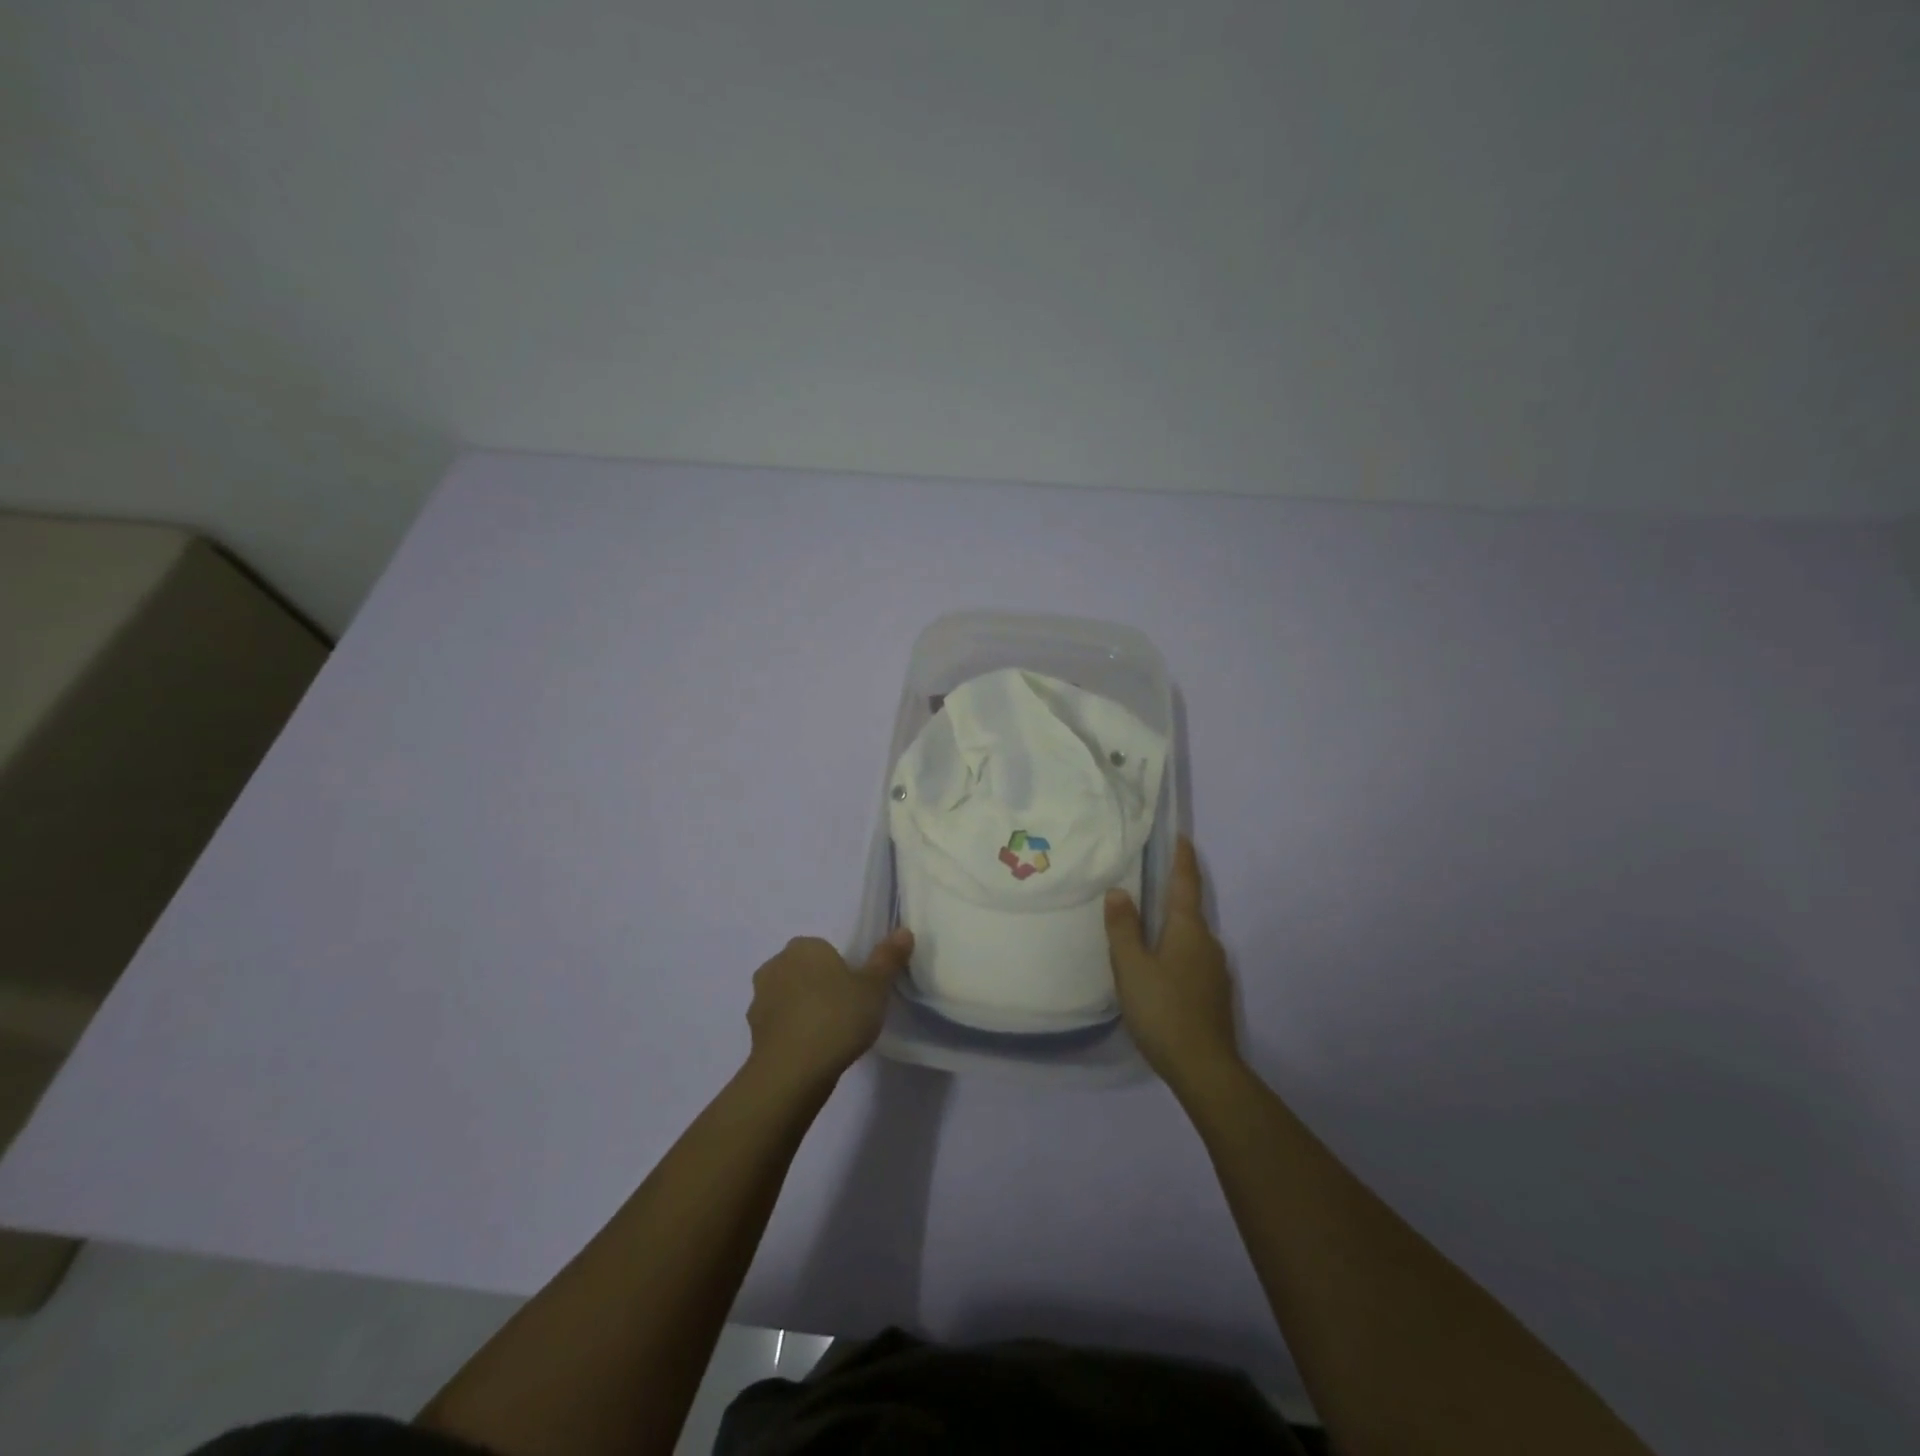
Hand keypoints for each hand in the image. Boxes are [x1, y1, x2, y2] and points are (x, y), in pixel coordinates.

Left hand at [744, 929, 912, 1094]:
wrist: (792, 1072)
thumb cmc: (837, 1018)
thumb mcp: (875, 987)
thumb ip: (888, 958)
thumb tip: (903, 931)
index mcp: (804, 947)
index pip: (824, 950)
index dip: (842, 969)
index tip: (857, 992)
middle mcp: (776, 965)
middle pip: (804, 971)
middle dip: (820, 986)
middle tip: (846, 1011)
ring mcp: (759, 999)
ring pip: (789, 997)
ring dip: (803, 1009)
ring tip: (830, 1035)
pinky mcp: (752, 1032)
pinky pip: (779, 1024)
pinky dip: (792, 1032)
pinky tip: (812, 1051)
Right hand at [1105, 836, 1240, 1093]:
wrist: (1205, 1069)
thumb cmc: (1163, 1010)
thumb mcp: (1131, 967)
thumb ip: (1123, 927)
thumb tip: (1119, 891)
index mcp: (1189, 929)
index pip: (1186, 882)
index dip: (1182, 857)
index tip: (1179, 835)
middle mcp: (1208, 942)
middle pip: (1189, 908)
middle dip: (1171, 892)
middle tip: (1145, 880)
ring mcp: (1215, 970)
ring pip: (1190, 936)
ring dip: (1170, 925)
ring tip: (1144, 926)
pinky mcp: (1214, 993)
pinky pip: (1192, 958)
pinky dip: (1175, 950)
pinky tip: (1157, 967)